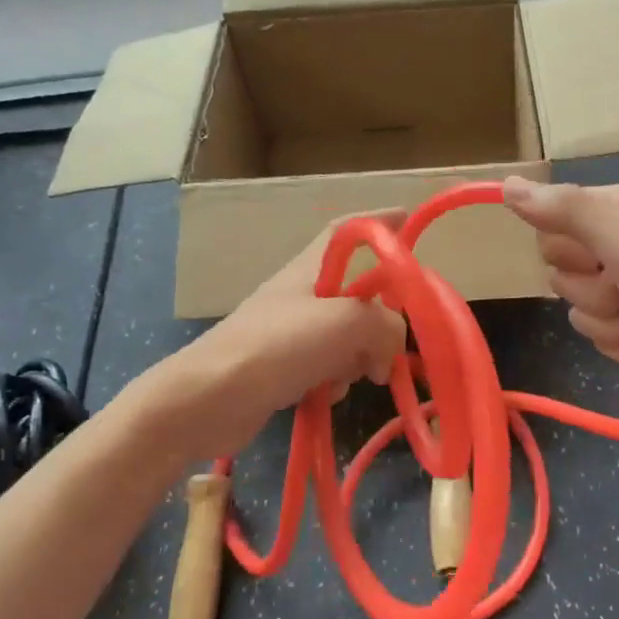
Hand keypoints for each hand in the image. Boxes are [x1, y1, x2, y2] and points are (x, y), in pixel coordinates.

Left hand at [159, 212, 407, 456]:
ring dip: (358, 359)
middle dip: (379, 322)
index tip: (408, 219)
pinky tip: (324, 395)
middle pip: (360, 295)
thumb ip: (385, 324)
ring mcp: (293, 332)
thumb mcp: (346, 323)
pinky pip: (330, 367)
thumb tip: (390, 347)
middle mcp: (303, 294)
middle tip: (387, 350)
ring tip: (346, 376)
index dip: (379, 222)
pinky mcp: (287, 368)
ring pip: (349, 337)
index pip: (348, 232)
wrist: (210, 399)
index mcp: (312, 269)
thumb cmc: (278, 346)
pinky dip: (335, 380)